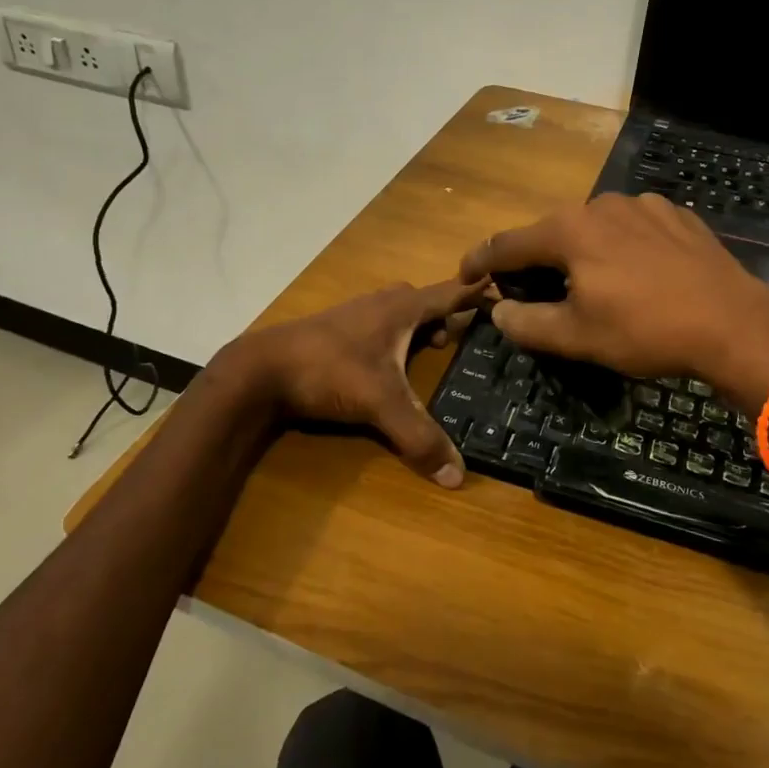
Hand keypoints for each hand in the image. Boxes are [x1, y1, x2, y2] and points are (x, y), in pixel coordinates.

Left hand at [220, 278, 487, 487]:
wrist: (261, 368)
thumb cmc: (329, 370)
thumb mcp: (380, 403)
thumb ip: (419, 437)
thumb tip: (458, 476)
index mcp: (402, 308)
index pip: (452, 292)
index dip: (480, 293)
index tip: (507, 291)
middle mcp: (381, 302)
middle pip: (424, 299)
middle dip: (447, 313)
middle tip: (464, 337)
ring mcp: (355, 313)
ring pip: (398, 311)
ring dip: (418, 325)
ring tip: (430, 351)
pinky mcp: (334, 328)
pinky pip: (377, 324)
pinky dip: (392, 336)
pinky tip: (386, 363)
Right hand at [460, 193, 768, 411]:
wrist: (734, 322)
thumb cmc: (646, 330)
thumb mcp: (577, 337)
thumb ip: (528, 323)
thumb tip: (499, 311)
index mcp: (568, 231)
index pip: (507, 244)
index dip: (480, 261)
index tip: (464, 275)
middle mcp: (600, 205)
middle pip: (551, 233)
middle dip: (535, 261)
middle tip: (531, 292)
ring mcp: (642, 205)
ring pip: (594, 228)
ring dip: (581, 253)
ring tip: (591, 285)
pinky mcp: (676, 216)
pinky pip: (633, 229)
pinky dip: (621, 248)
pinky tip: (638, 275)